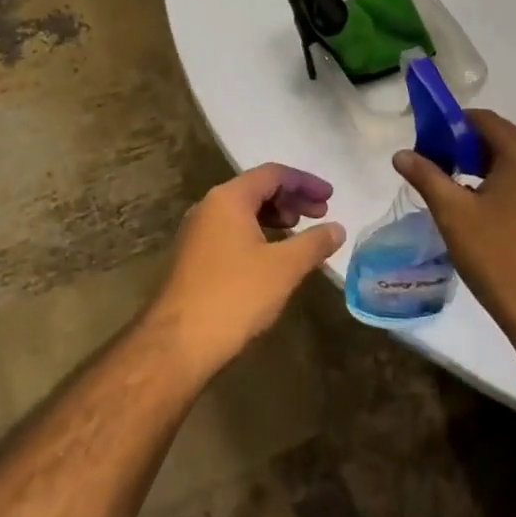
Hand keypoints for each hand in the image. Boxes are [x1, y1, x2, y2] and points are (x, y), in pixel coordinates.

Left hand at [144, 164, 345, 379]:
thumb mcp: (284, 268)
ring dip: (274, 216)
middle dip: (291, 198)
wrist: (178, 342)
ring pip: (242, 211)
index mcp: (228, 198)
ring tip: (299, 233)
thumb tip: (337, 228)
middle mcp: (209, 207)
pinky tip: (272, 257)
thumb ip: (314, 243)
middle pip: (256, 189)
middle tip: (320, 214)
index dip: (305, 182)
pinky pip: (231, 231)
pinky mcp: (193, 257)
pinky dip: (257, 233)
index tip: (331, 197)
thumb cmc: (235, 295)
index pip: (272, 174)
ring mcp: (197, 232)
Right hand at [393, 110, 515, 340]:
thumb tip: (401, 154)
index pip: (484, 120)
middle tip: (435, 169)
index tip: (426, 145)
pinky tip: (484, 213)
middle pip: (501, 138)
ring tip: (455, 192)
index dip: (450, 126)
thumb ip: (426, 176)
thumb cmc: (498, 257)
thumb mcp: (453, 214)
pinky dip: (505, 186)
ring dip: (484, 168)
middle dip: (465, 148)